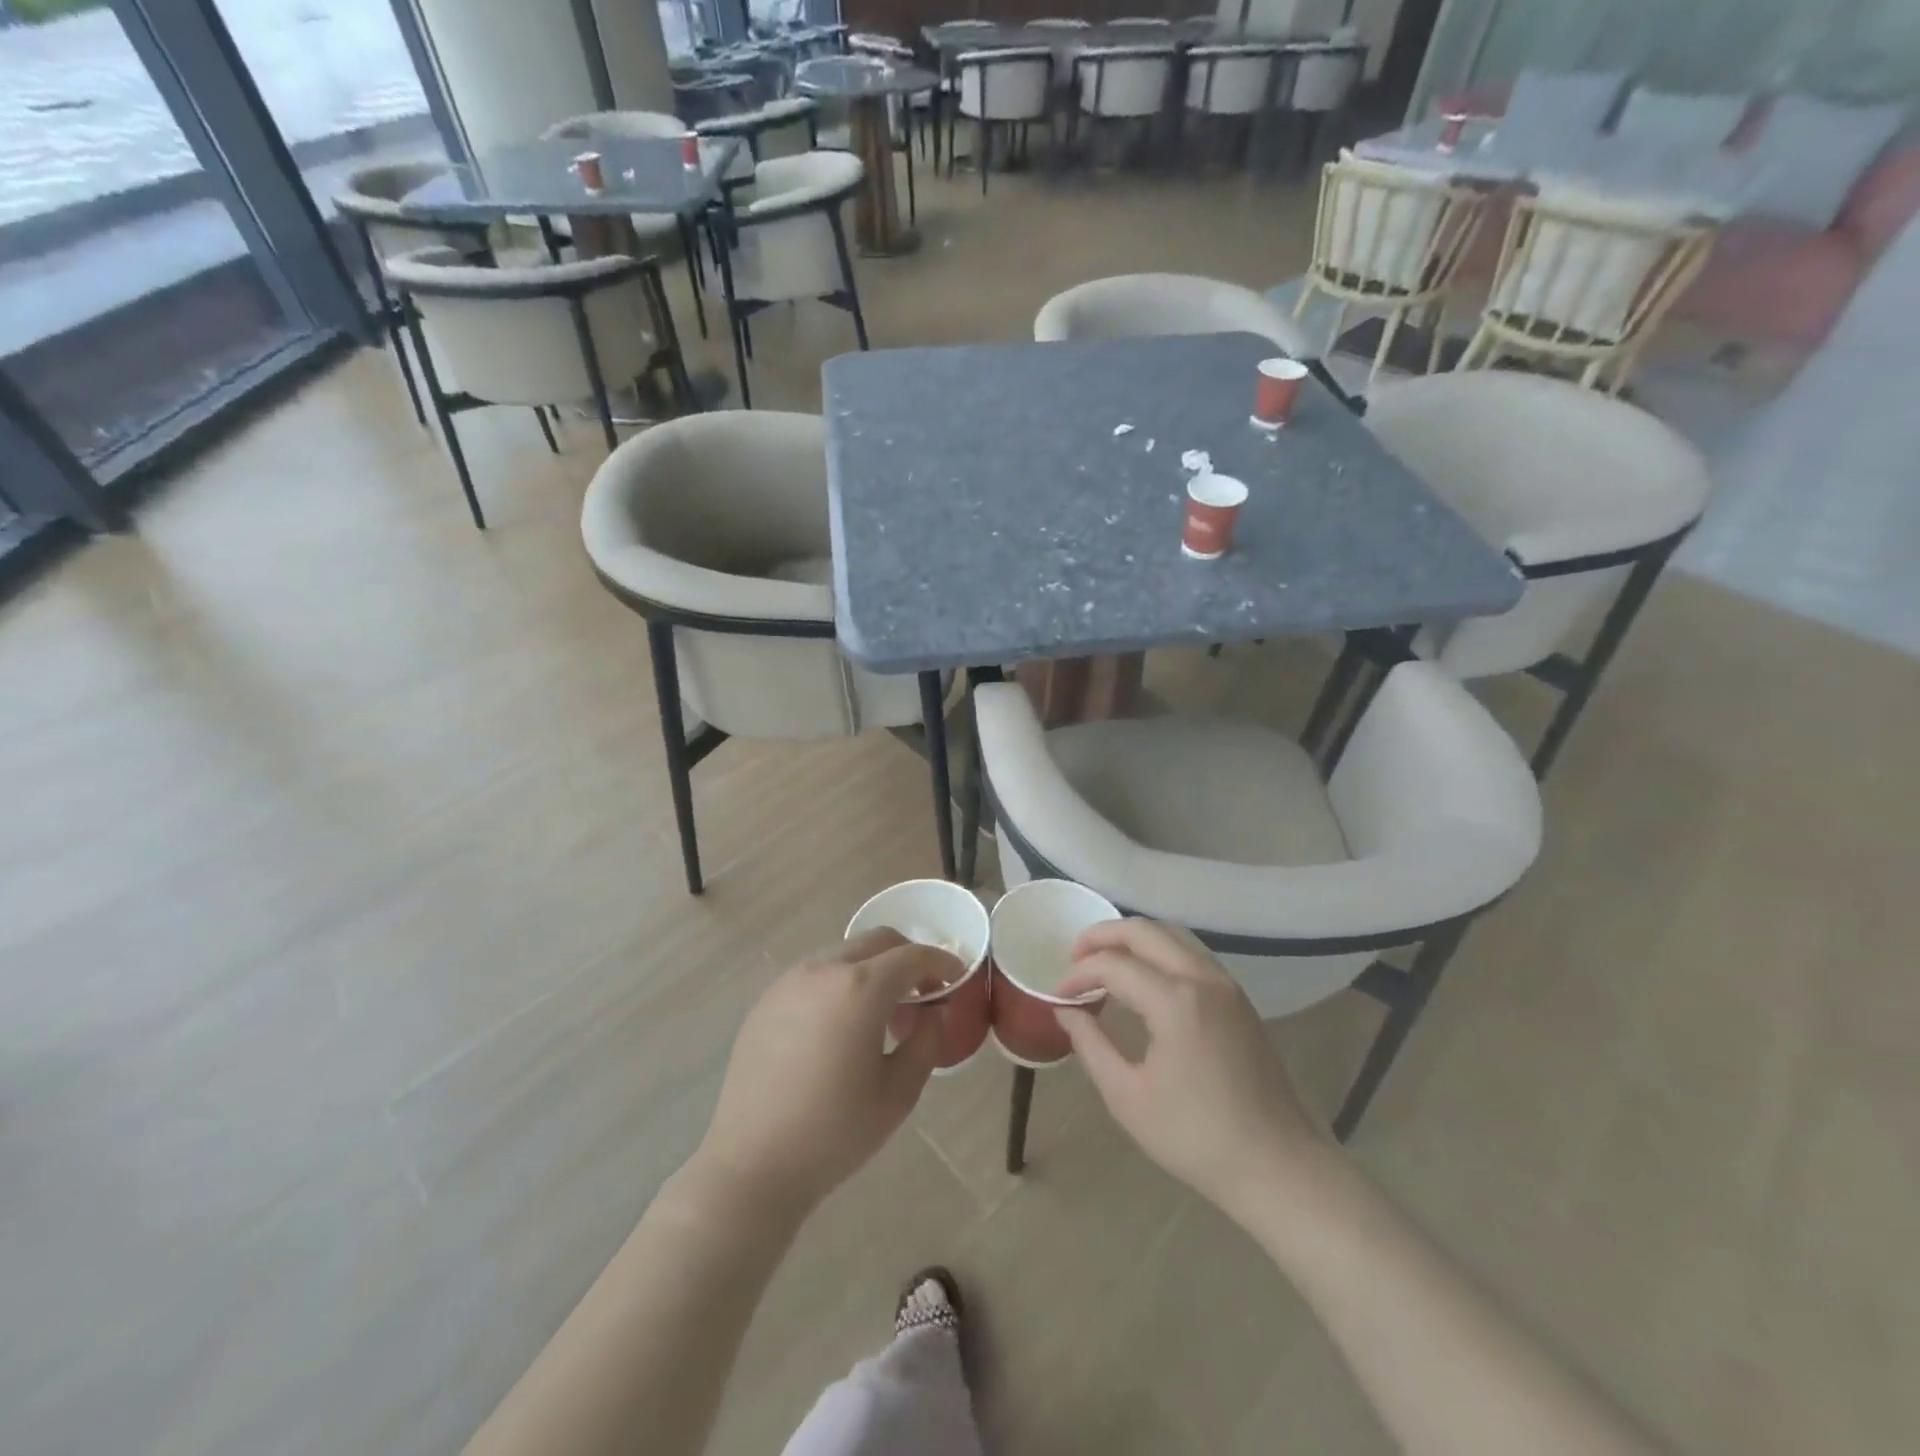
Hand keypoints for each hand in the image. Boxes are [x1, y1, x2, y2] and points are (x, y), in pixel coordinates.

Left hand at [692, 929, 952, 1218]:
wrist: (752, 1164)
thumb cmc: (835, 1132)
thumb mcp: (898, 1093)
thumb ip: (926, 1041)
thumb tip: (933, 1012)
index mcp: (860, 988)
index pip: (912, 956)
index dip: (941, 962)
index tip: (957, 979)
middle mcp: (823, 970)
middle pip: (877, 942)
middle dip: (907, 958)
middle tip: (922, 993)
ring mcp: (789, 982)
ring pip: (844, 954)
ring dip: (872, 970)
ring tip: (880, 1014)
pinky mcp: (766, 1001)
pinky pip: (815, 976)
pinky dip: (840, 983)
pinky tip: (839, 1027)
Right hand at [1055, 920, 1333, 1223]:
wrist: (1277, 1167)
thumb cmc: (1195, 1137)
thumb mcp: (1127, 1096)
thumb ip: (1090, 1044)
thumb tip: (1066, 1011)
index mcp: (1175, 1001)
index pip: (1113, 965)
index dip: (1078, 974)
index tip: (1058, 996)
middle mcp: (1202, 978)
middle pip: (1145, 931)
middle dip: (1103, 936)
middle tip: (1074, 956)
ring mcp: (1226, 985)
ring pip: (1172, 936)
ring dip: (1133, 940)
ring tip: (1104, 963)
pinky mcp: (1238, 1000)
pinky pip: (1191, 955)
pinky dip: (1159, 953)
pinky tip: (1142, 980)